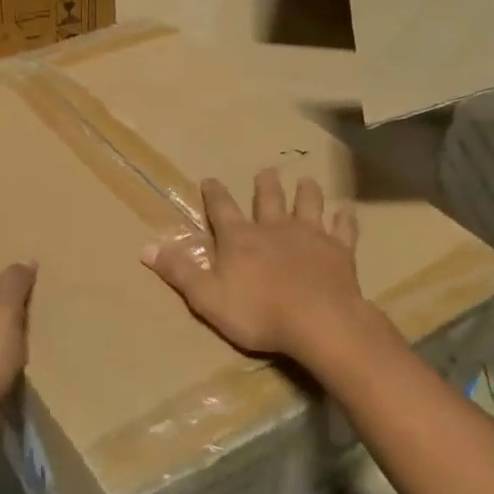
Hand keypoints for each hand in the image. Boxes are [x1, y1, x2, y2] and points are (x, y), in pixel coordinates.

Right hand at [141, 170, 382, 368]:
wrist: (319, 322)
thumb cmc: (258, 313)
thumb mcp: (207, 297)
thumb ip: (179, 271)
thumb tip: (145, 248)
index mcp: (240, 238)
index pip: (222, 208)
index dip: (214, 193)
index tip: (210, 179)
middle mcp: (274, 228)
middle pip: (269, 199)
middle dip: (266, 185)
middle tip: (266, 171)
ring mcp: (310, 236)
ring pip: (308, 204)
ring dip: (307, 191)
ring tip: (307, 180)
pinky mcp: (339, 250)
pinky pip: (344, 228)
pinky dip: (345, 219)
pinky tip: (348, 211)